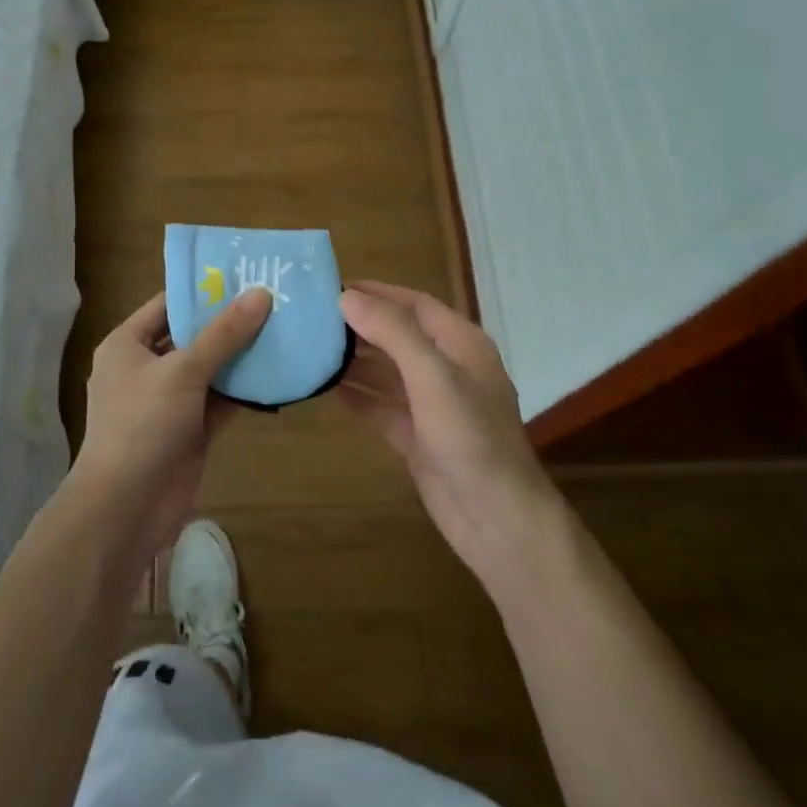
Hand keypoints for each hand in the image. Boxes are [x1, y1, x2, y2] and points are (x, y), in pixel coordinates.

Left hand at [72, 288, 272, 561]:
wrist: (126, 507)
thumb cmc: (143, 425)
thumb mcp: (183, 371)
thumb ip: (223, 334)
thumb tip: (260, 294)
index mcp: (128, 344)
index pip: (168, 304)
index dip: (204, 289)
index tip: (245, 275)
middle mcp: (146, 367)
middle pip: (192, 335)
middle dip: (230, 322)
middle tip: (275, 299)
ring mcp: (169, 400)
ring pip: (210, 369)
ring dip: (242, 355)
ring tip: (284, 329)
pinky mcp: (190, 429)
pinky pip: (220, 400)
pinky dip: (244, 389)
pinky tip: (278, 373)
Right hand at [338, 281, 562, 590]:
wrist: (496, 520)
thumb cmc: (471, 438)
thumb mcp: (434, 377)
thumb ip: (393, 333)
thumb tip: (347, 297)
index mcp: (461, 344)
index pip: (414, 304)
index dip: (376, 292)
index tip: (331, 286)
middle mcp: (447, 368)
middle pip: (398, 335)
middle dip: (360, 325)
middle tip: (311, 317)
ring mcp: (432, 405)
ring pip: (387, 371)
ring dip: (354, 360)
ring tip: (310, 347)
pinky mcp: (417, 437)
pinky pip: (381, 406)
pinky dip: (357, 396)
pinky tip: (325, 387)